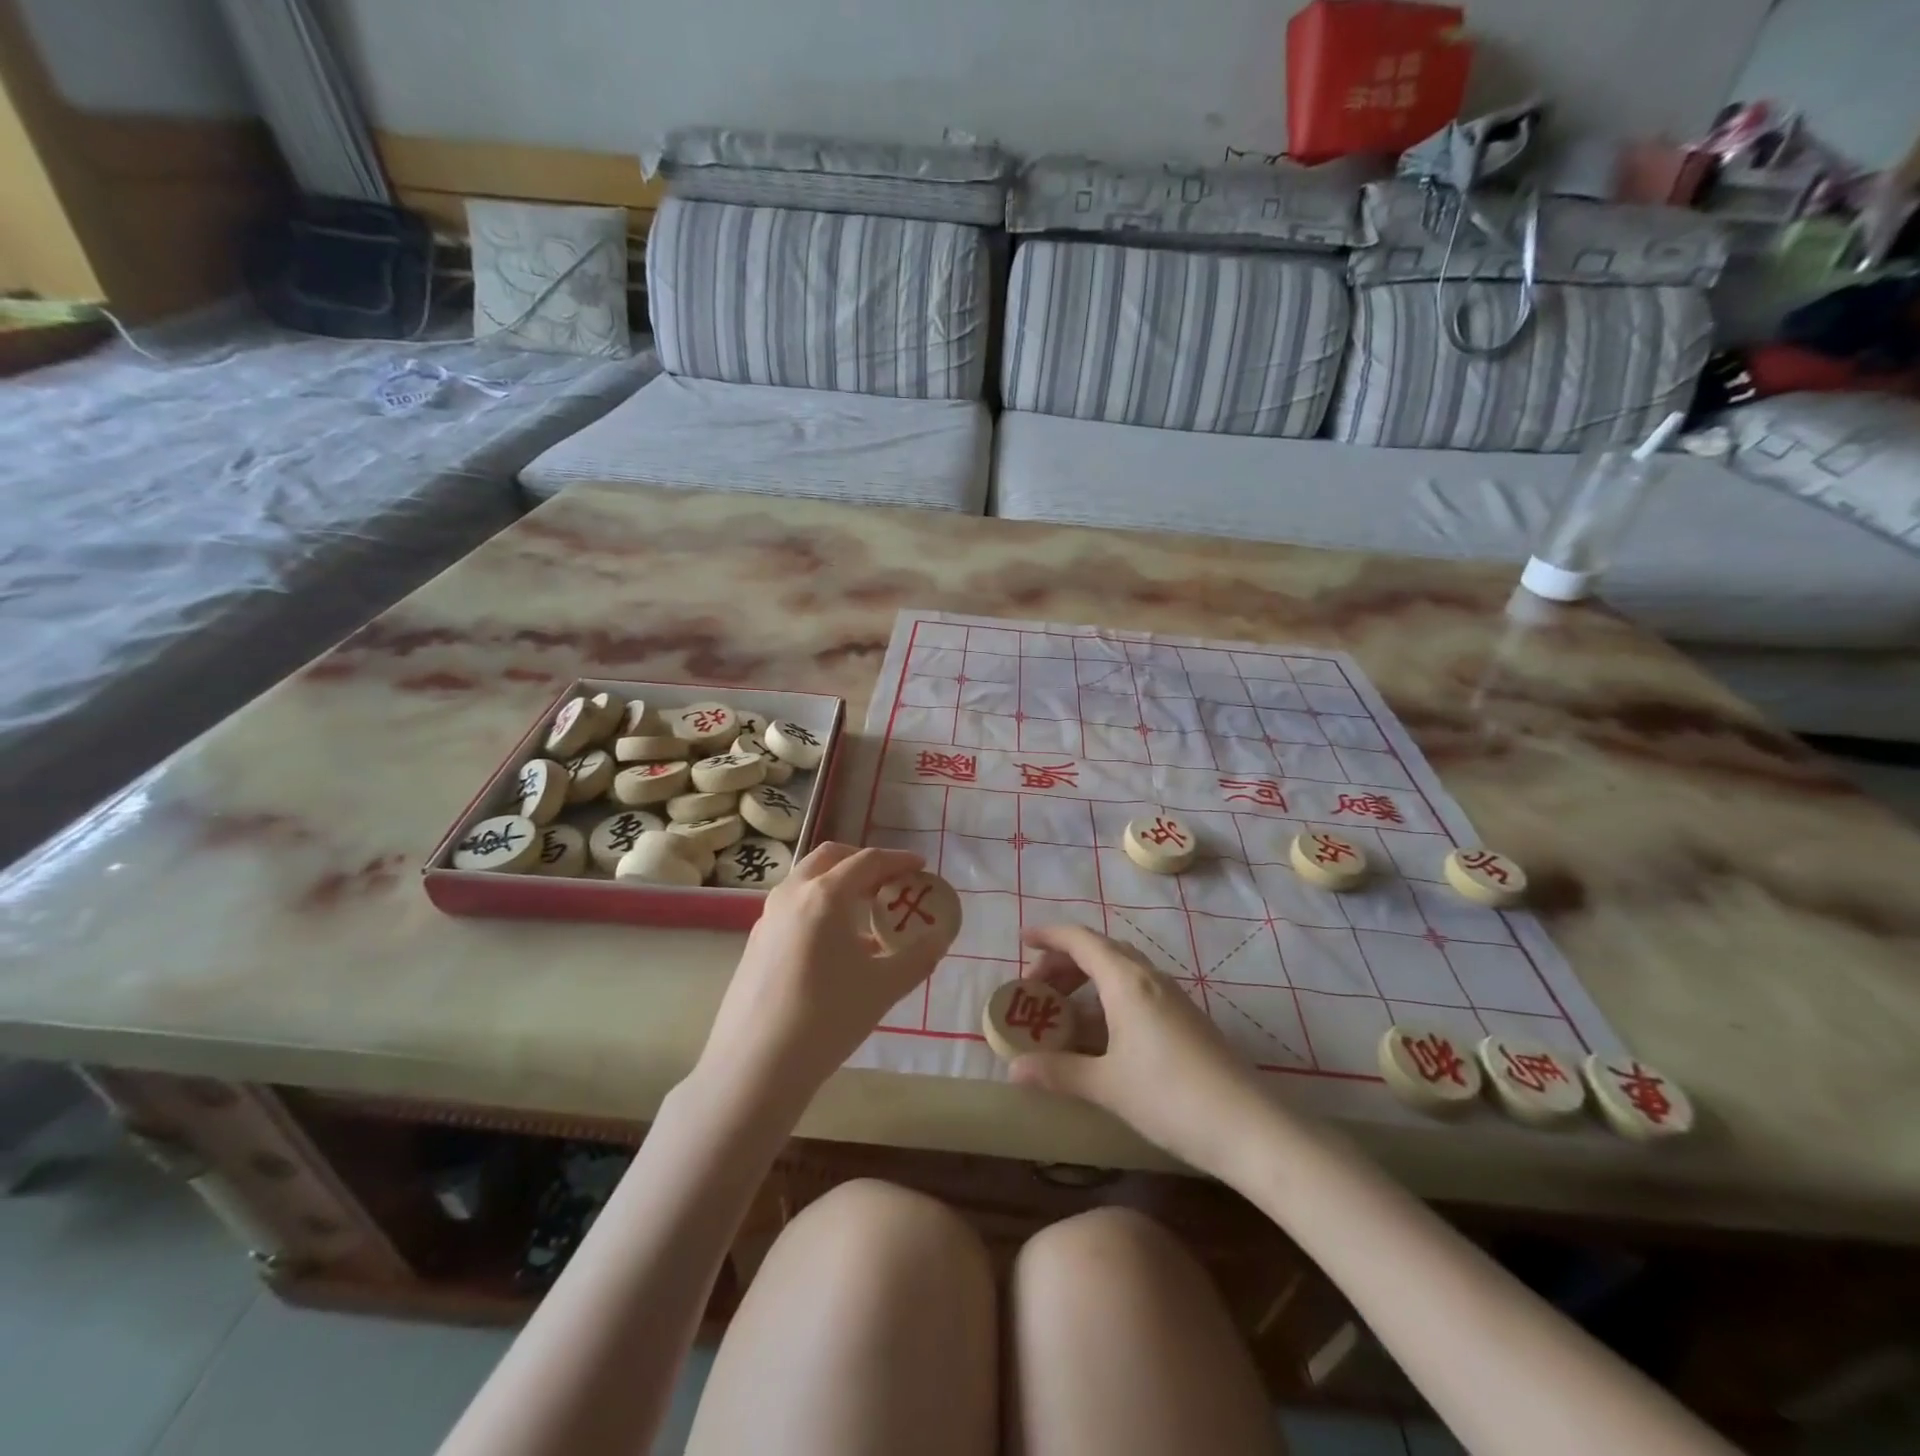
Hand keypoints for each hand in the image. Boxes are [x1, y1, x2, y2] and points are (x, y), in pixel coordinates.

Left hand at [694, 843, 951, 1118]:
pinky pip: (793, 906)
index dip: (898, 860)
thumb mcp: (884, 988)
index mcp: (824, 895)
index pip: (867, 861)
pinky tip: (835, 943)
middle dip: (863, 862)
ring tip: (865, 911)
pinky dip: (819, 905)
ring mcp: (767, 917)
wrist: (754, 1068)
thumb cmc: (826, 1019)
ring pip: (807, 880)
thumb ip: (918, 957)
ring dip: (838, 882)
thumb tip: (939, 939)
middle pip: (830, 858)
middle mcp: (792, 894)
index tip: (921, 866)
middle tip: (889, 881)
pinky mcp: (755, 942)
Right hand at [1009, 924, 1273, 1177]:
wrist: (1250, 1127)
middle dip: (1063, 962)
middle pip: (1099, 951)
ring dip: (1086, 982)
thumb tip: (1013, 1069)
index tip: (1022, 940)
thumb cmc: (1171, 1097)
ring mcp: (1171, 997)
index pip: (1080, 940)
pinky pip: (1136, 992)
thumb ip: (1058, 1072)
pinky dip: (1108, 999)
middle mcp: (1149, 978)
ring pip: (1119, 971)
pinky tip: (1099, 1037)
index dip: (1048, 935)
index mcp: (1126, 981)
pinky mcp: (1184, 1018)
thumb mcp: (1107, 1086)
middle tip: (1036, 989)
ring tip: (1062, 1014)